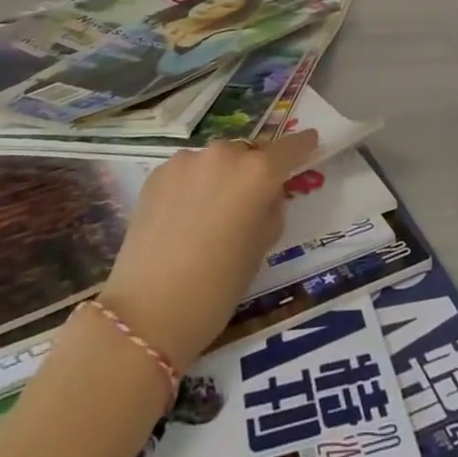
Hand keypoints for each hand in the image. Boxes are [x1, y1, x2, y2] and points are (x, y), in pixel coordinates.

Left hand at [99, 131, 318, 371]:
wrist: (147, 313)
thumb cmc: (217, 288)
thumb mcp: (260, 249)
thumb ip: (270, 211)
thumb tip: (266, 197)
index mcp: (258, 173)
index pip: (290, 148)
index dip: (302, 146)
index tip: (311, 142)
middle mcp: (225, 155)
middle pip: (248, 154)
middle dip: (252, 171)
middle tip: (246, 203)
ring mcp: (188, 160)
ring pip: (215, 161)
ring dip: (219, 177)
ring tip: (209, 214)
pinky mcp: (158, 173)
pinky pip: (187, 171)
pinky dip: (191, 185)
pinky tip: (182, 218)